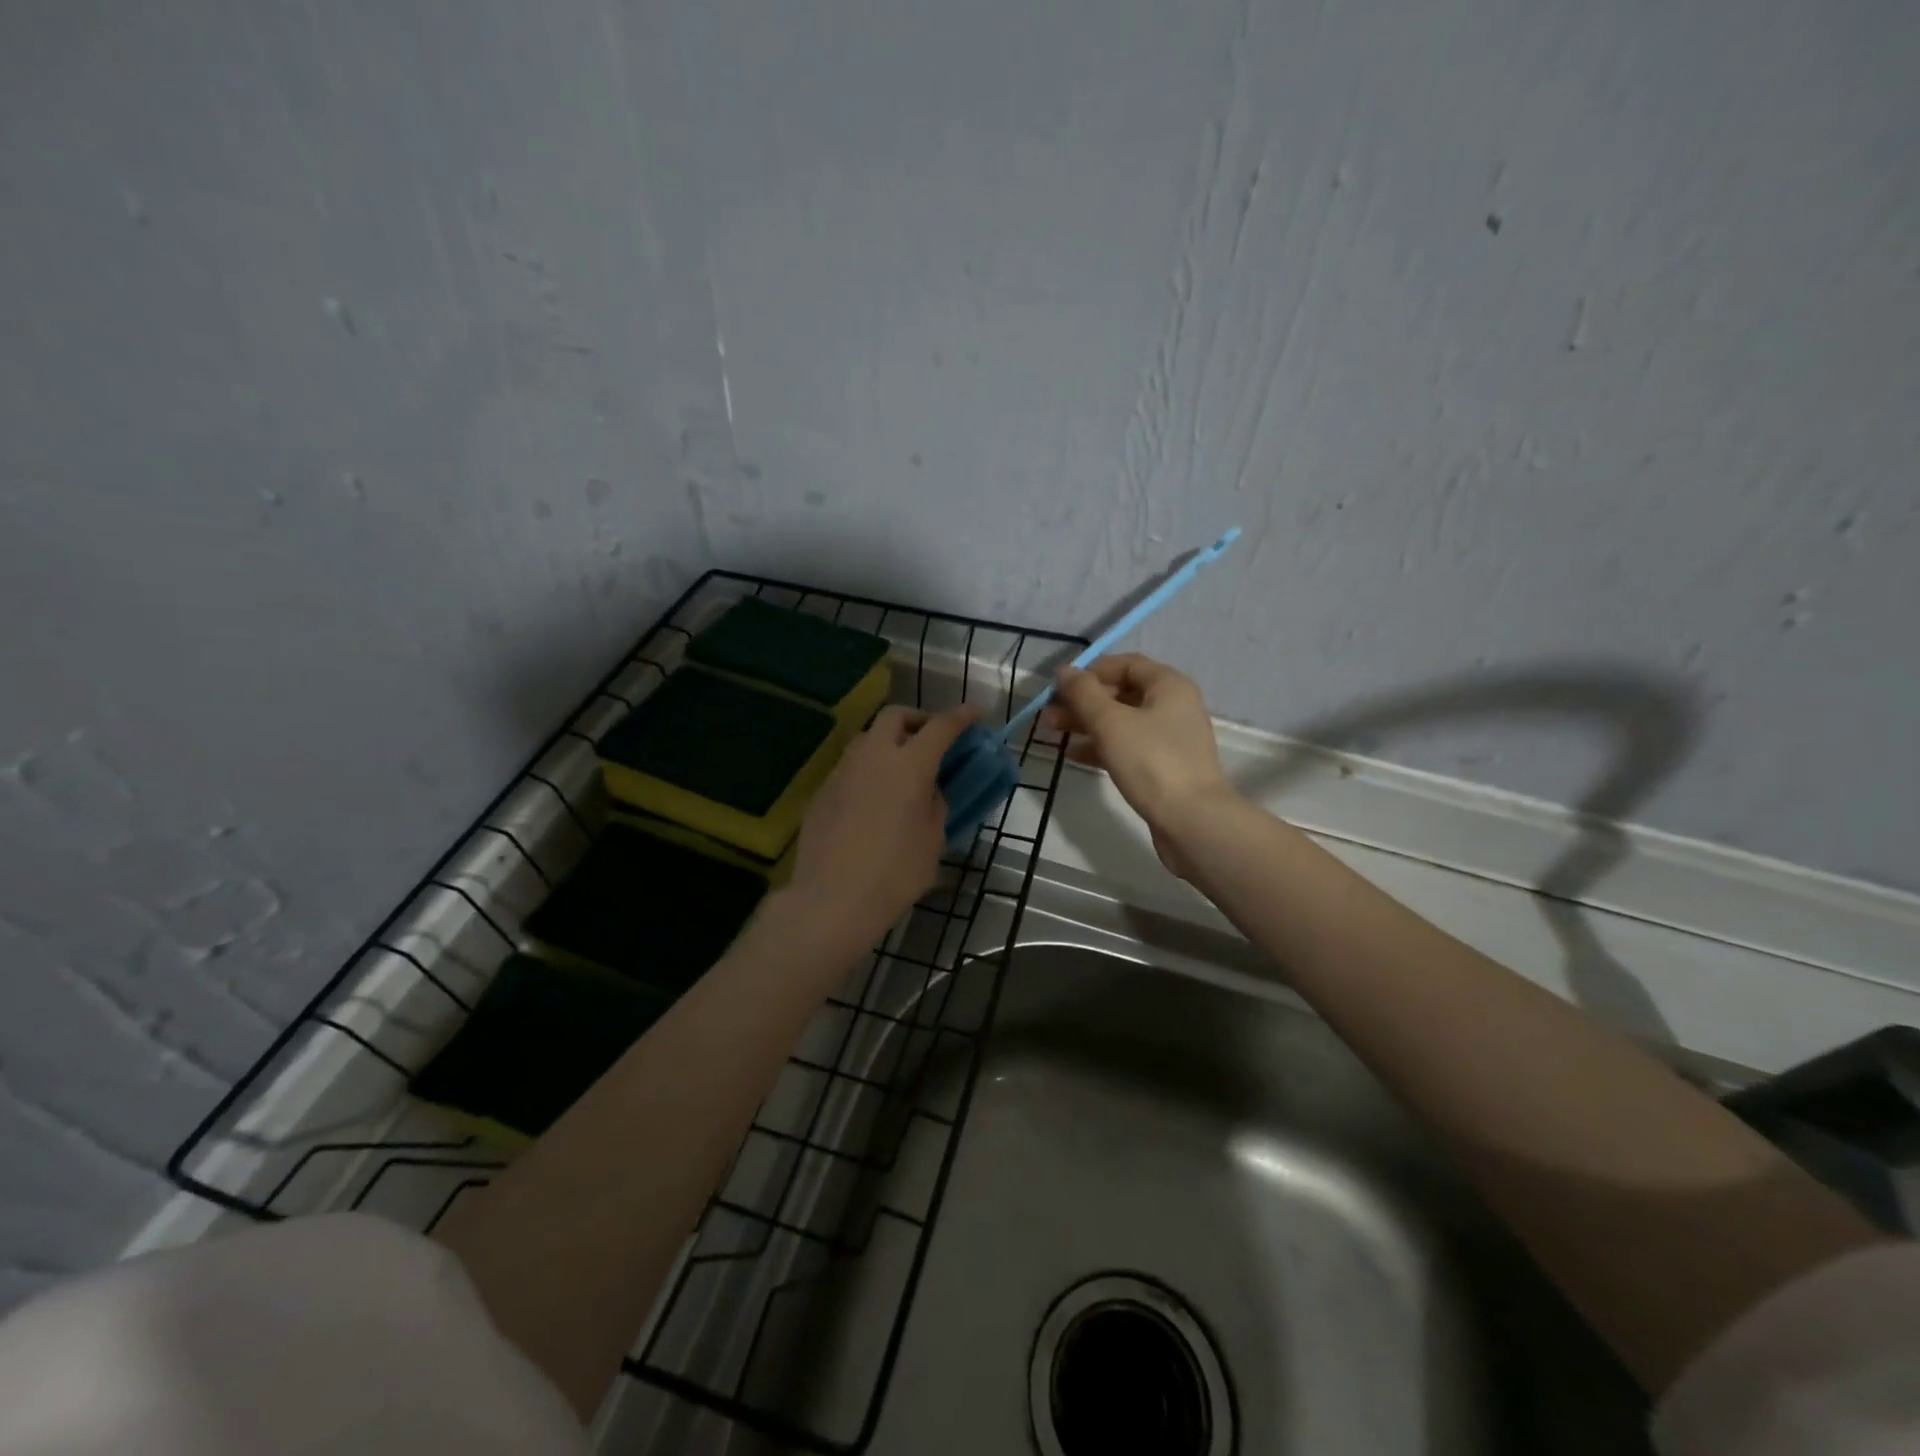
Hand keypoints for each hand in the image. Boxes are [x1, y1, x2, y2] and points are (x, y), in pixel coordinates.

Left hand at [784, 703, 978, 948]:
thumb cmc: (895, 873)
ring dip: (889, 742)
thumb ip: (935, 804)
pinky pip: (850, 767)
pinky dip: (868, 769)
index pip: (940, 727)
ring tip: (901, 768)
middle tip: (931, 739)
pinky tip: (873, 798)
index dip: (960, 717)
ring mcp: (843, 771)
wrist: (832, 900)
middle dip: (918, 719)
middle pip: (895, 716)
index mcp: (909, 765)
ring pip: (867, 738)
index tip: (974, 714)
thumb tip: (929, 790)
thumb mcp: (932, 840)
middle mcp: (873, 756)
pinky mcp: (822, 790)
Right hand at [1040, 654, 1236, 876]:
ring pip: (1121, 722)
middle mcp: (1173, 706)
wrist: (1191, 821)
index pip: (1125, 664)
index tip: (1060, 687)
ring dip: (1086, 723)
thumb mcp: (1110, 722)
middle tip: (1048, 713)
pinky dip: (1100, 746)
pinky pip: (1126, 746)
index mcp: (1168, 685)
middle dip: (1082, 701)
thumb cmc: (1151, 761)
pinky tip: (1073, 754)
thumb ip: (1083, 693)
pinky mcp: (1163, 767)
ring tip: (1051, 731)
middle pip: (1121, 693)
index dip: (1090, 671)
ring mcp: (1169, 739)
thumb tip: (1065, 671)